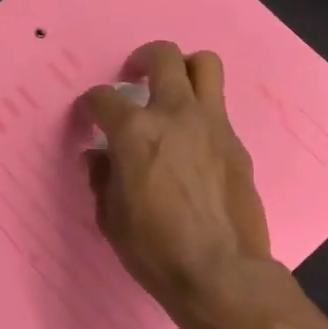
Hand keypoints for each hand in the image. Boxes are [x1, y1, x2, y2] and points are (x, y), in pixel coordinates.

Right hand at [82, 42, 275, 328]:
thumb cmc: (156, 250)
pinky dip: (202, 115)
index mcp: (136, 132)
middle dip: (143, 58)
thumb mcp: (112, 219)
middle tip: (135, 77)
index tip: (89, 114)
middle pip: (164, 56)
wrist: (221, 272)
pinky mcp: (237, 143)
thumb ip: (103, 179)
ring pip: (205, 66)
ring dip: (185, 69)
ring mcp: (213, 125)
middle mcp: (176, 114)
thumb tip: (99, 157)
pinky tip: (194, 144)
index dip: (91, 103)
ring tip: (173, 91)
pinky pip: (219, 110)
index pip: (104, 98)